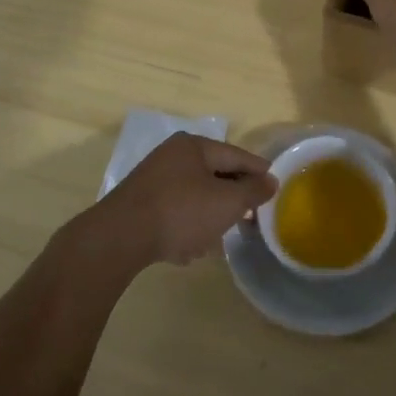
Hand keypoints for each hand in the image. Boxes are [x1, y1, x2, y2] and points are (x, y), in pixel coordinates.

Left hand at [85, 133, 276, 268]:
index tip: (276, 186)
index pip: (236, 155)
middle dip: (232, 197)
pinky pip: (174, 212)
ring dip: (209, 216)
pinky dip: (186, 227)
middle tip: (250, 216)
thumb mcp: (226, 202)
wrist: (120, 237)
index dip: (258, 171)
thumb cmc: (181, 212)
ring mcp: (153, 180)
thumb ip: (252, 191)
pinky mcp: (140, 205)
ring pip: (194, 196)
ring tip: (220, 238)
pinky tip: (189, 249)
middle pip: (214, 174)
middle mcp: (172, 156)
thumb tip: (270, 180)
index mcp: (194, 146)